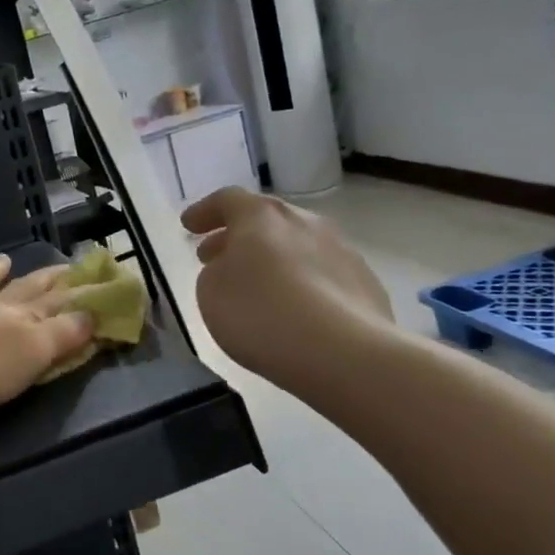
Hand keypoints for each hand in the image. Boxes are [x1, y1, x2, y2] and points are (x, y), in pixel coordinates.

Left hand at [0, 255, 94, 416]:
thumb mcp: (32, 355)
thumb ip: (62, 335)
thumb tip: (91, 313)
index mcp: (18, 318)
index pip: (54, 301)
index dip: (75, 291)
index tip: (92, 276)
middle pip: (20, 290)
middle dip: (43, 279)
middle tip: (60, 266)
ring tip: (2, 261)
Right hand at [180, 187, 395, 405]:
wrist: (343, 353)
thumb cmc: (261, 313)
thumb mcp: (210, 291)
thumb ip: (215, 271)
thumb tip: (232, 268)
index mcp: (261, 216)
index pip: (228, 200)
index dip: (205, 211)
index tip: (188, 226)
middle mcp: (305, 222)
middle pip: (266, 221)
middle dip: (238, 237)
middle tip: (216, 257)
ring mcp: (342, 251)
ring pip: (297, 246)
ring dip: (273, 260)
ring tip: (257, 287)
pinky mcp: (366, 285)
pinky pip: (323, 276)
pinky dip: (303, 285)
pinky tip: (296, 311)